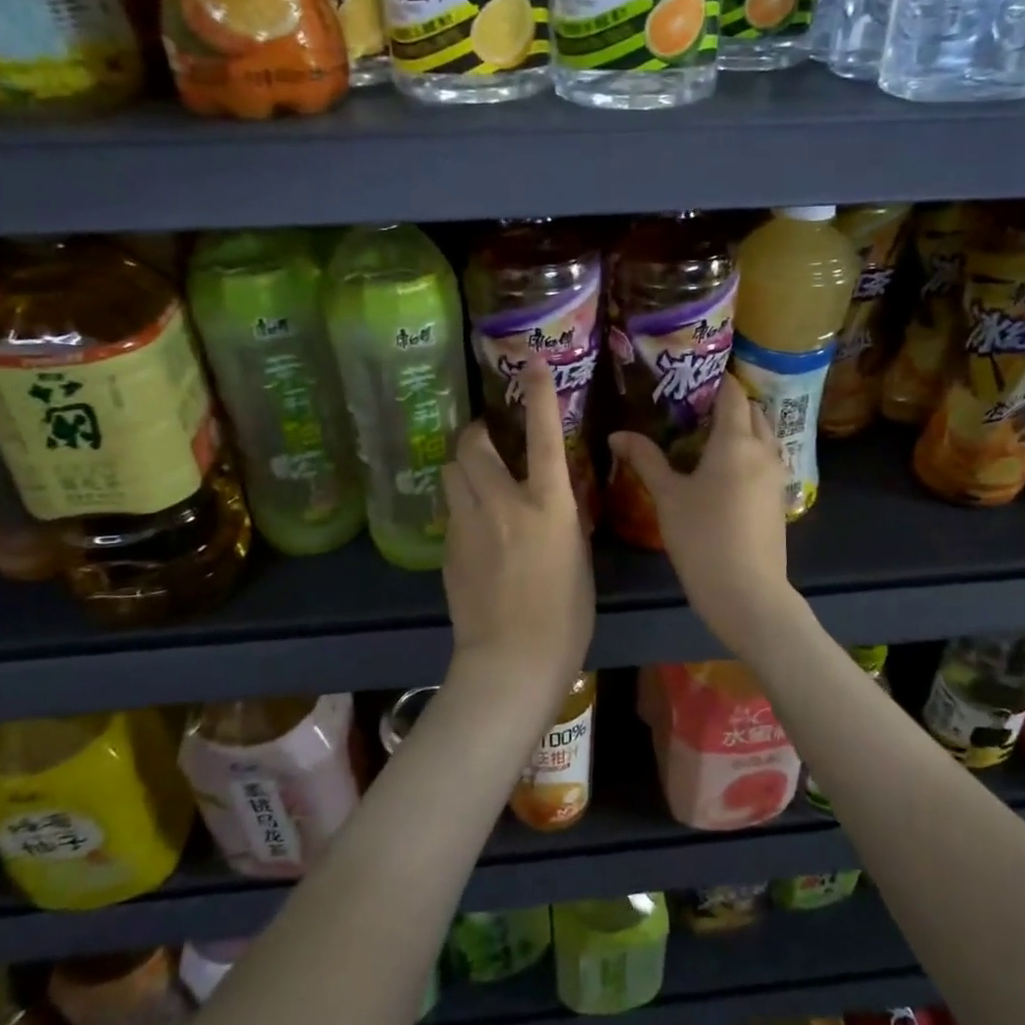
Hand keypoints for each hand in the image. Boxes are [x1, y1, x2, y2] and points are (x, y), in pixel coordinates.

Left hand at [441, 359, 593, 719]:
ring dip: (463, 467)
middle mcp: (504, 504)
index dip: (539, 395)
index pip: (545, 436)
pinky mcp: (448, 549)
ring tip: (476, 480)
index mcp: (548, 506)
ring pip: (451, 473)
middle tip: (485, 437)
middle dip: (476, 433)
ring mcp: (469, 525)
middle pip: (473, 445)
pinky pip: (451, 511)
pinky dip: (461, 508)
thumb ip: (562, 518)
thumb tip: (551, 496)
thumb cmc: (565, 616)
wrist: (512, 662)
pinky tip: (475, 532)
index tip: (531, 363)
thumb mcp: (577, 556)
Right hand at [608, 375, 794, 647]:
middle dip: (729, 402)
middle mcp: (763, 450)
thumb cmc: (703, 538)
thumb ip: (645, 459)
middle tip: (694, 407)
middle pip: (753, 411)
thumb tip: (617, 434)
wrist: (748, 593)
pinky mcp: (779, 498)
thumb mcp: (668, 497)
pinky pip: (766, 459)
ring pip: (763, 436)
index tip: (691, 377)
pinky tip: (723, 470)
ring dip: (742, 427)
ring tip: (707, 436)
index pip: (732, 393)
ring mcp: (776, 475)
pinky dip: (749, 451)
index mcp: (736, 441)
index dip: (715, 380)